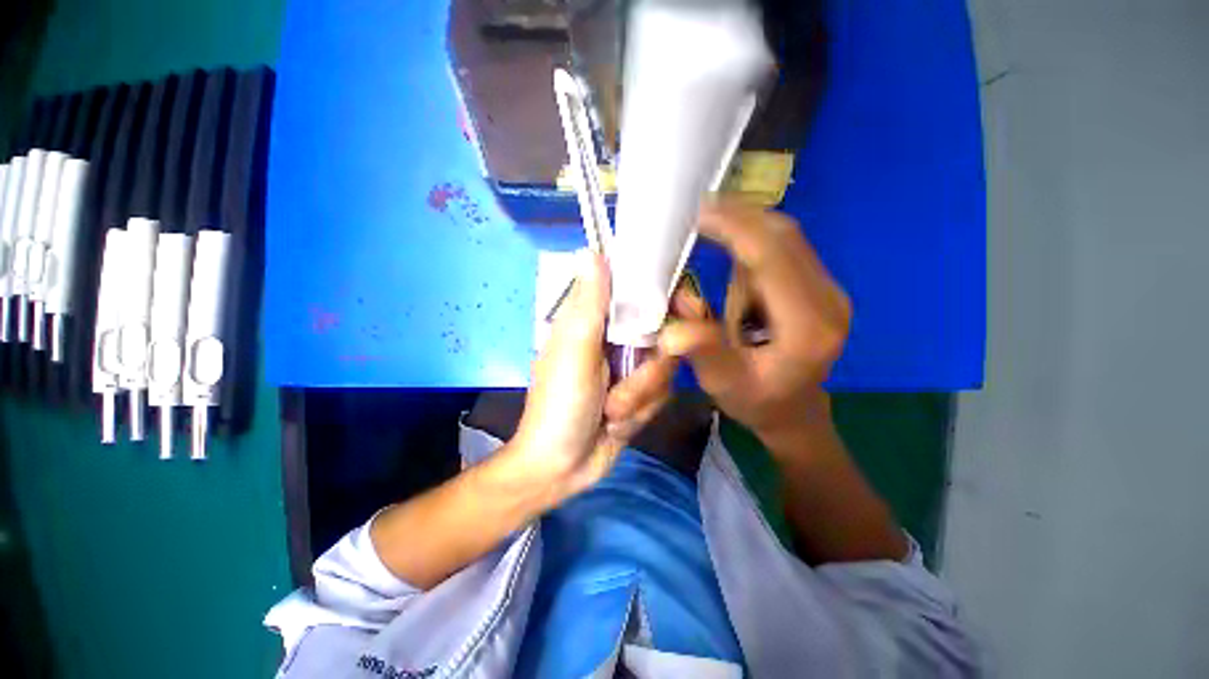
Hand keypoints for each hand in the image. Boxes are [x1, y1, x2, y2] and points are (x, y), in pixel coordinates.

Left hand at [508, 252, 677, 500]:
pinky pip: (663, 393)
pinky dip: (641, 411)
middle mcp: (618, 338)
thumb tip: (592, 251)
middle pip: (665, 334)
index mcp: (597, 321)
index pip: (641, 291)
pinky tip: (616, 424)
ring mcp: (632, 367)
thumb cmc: (560, 406)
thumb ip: (588, 304)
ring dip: (640, 397)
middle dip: (648, 371)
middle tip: (620, 392)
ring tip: (610, 413)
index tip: (682, 312)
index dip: (665, 296)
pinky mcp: (642, 393)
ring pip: (667, 368)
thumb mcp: (573, 351)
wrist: (562, 468)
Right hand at [660, 201, 849, 445]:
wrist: (793, 410)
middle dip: (738, 219)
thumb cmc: (758, 401)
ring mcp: (827, 289)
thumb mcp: (725, 385)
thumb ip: (704, 352)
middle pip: (784, 237)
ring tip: (717, 279)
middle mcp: (827, 299)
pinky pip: (783, 249)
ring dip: (741, 240)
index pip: (773, 259)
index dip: (736, 229)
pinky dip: (750, 247)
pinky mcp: (817, 286)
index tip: (698, 212)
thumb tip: (674, 320)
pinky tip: (733, 274)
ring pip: (783, 239)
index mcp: (807, 327)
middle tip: (695, 215)